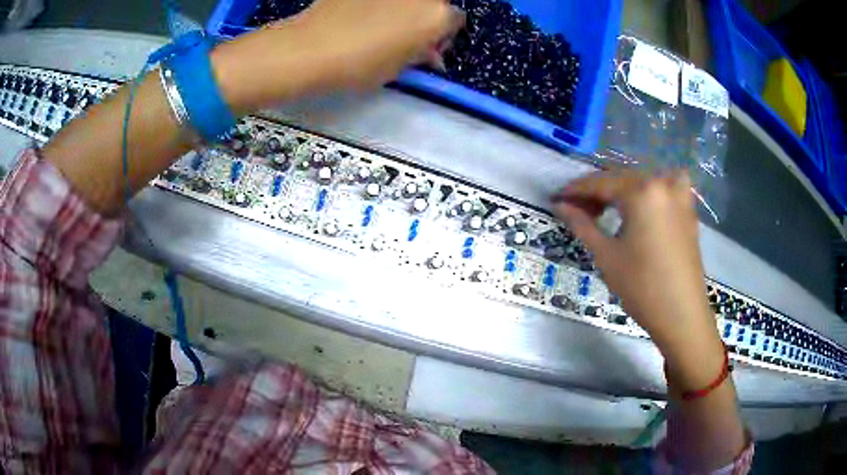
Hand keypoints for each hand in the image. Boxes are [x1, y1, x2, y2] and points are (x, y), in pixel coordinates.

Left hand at [211, 0, 463, 110]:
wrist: (311, 48)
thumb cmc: (360, 65)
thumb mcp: (398, 67)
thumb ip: (420, 54)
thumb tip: (428, 51)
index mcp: (437, 15)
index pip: (455, 21)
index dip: (442, 36)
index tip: (426, 48)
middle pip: (434, 2)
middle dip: (426, 17)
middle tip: (405, 36)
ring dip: (404, 8)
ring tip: (381, 25)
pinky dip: (378, 4)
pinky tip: (362, 16)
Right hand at [552, 170, 723, 383]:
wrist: (682, 315)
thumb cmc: (642, 287)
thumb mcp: (606, 255)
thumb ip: (582, 224)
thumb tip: (560, 205)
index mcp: (641, 191)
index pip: (600, 183)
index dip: (576, 190)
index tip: (557, 198)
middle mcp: (662, 182)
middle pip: (621, 179)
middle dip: (597, 192)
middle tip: (578, 211)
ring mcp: (679, 194)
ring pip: (642, 181)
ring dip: (622, 191)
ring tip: (608, 211)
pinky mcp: (689, 209)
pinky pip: (664, 187)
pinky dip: (648, 192)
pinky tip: (641, 207)